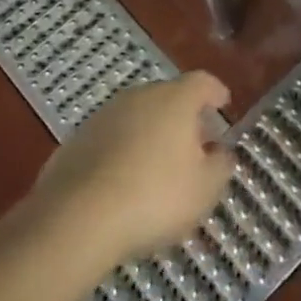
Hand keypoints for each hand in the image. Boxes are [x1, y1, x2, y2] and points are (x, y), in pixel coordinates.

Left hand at [30, 72, 234, 266]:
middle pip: (168, 97)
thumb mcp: (204, 189)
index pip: (202, 82)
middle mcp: (139, 97)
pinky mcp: (77, 139)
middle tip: (194, 145)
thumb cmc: (155, 197)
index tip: (223, 104)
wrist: (78, 217)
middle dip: (183, 117)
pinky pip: (111, 138)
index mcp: (175, 100)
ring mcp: (104, 115)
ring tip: (158, 167)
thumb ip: (220, 165)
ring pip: (137, 117)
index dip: (215, 92)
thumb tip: (221, 152)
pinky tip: (124, 181)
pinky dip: (123, 151)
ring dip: (151, 134)